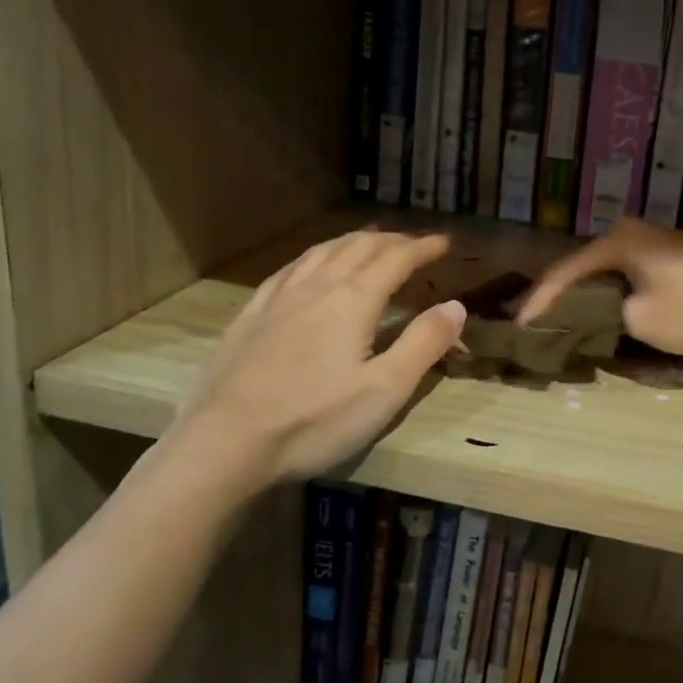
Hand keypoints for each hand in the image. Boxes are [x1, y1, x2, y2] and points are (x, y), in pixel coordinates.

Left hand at [177, 230, 465, 482]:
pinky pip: (288, 270)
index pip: (395, 259)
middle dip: (391, 240)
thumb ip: (423, 344)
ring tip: (368, 241)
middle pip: (358, 247)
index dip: (423, 247)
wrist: (226, 441)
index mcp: (353, 301)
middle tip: (413, 243)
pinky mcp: (250, 316)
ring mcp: (277, 299)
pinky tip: (309, 266)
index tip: (444, 242)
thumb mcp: (384, 390)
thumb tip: (456, 306)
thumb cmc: (314, 420)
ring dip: (352, 241)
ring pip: (321, 252)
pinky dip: (313, 257)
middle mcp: (316, 287)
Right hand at [517, 219, 682, 354]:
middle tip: (536, 323)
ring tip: (563, 323)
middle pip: (583, 268)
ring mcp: (656, 247)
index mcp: (617, 241)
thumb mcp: (641, 321)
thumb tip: (601, 316)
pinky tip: (606, 317)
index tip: (519, 326)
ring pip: (608, 275)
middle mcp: (632, 235)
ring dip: (588, 299)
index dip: (539, 301)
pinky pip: (632, 280)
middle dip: (560, 297)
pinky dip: (615, 298)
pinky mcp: (675, 263)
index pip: (564, 272)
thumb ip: (607, 317)